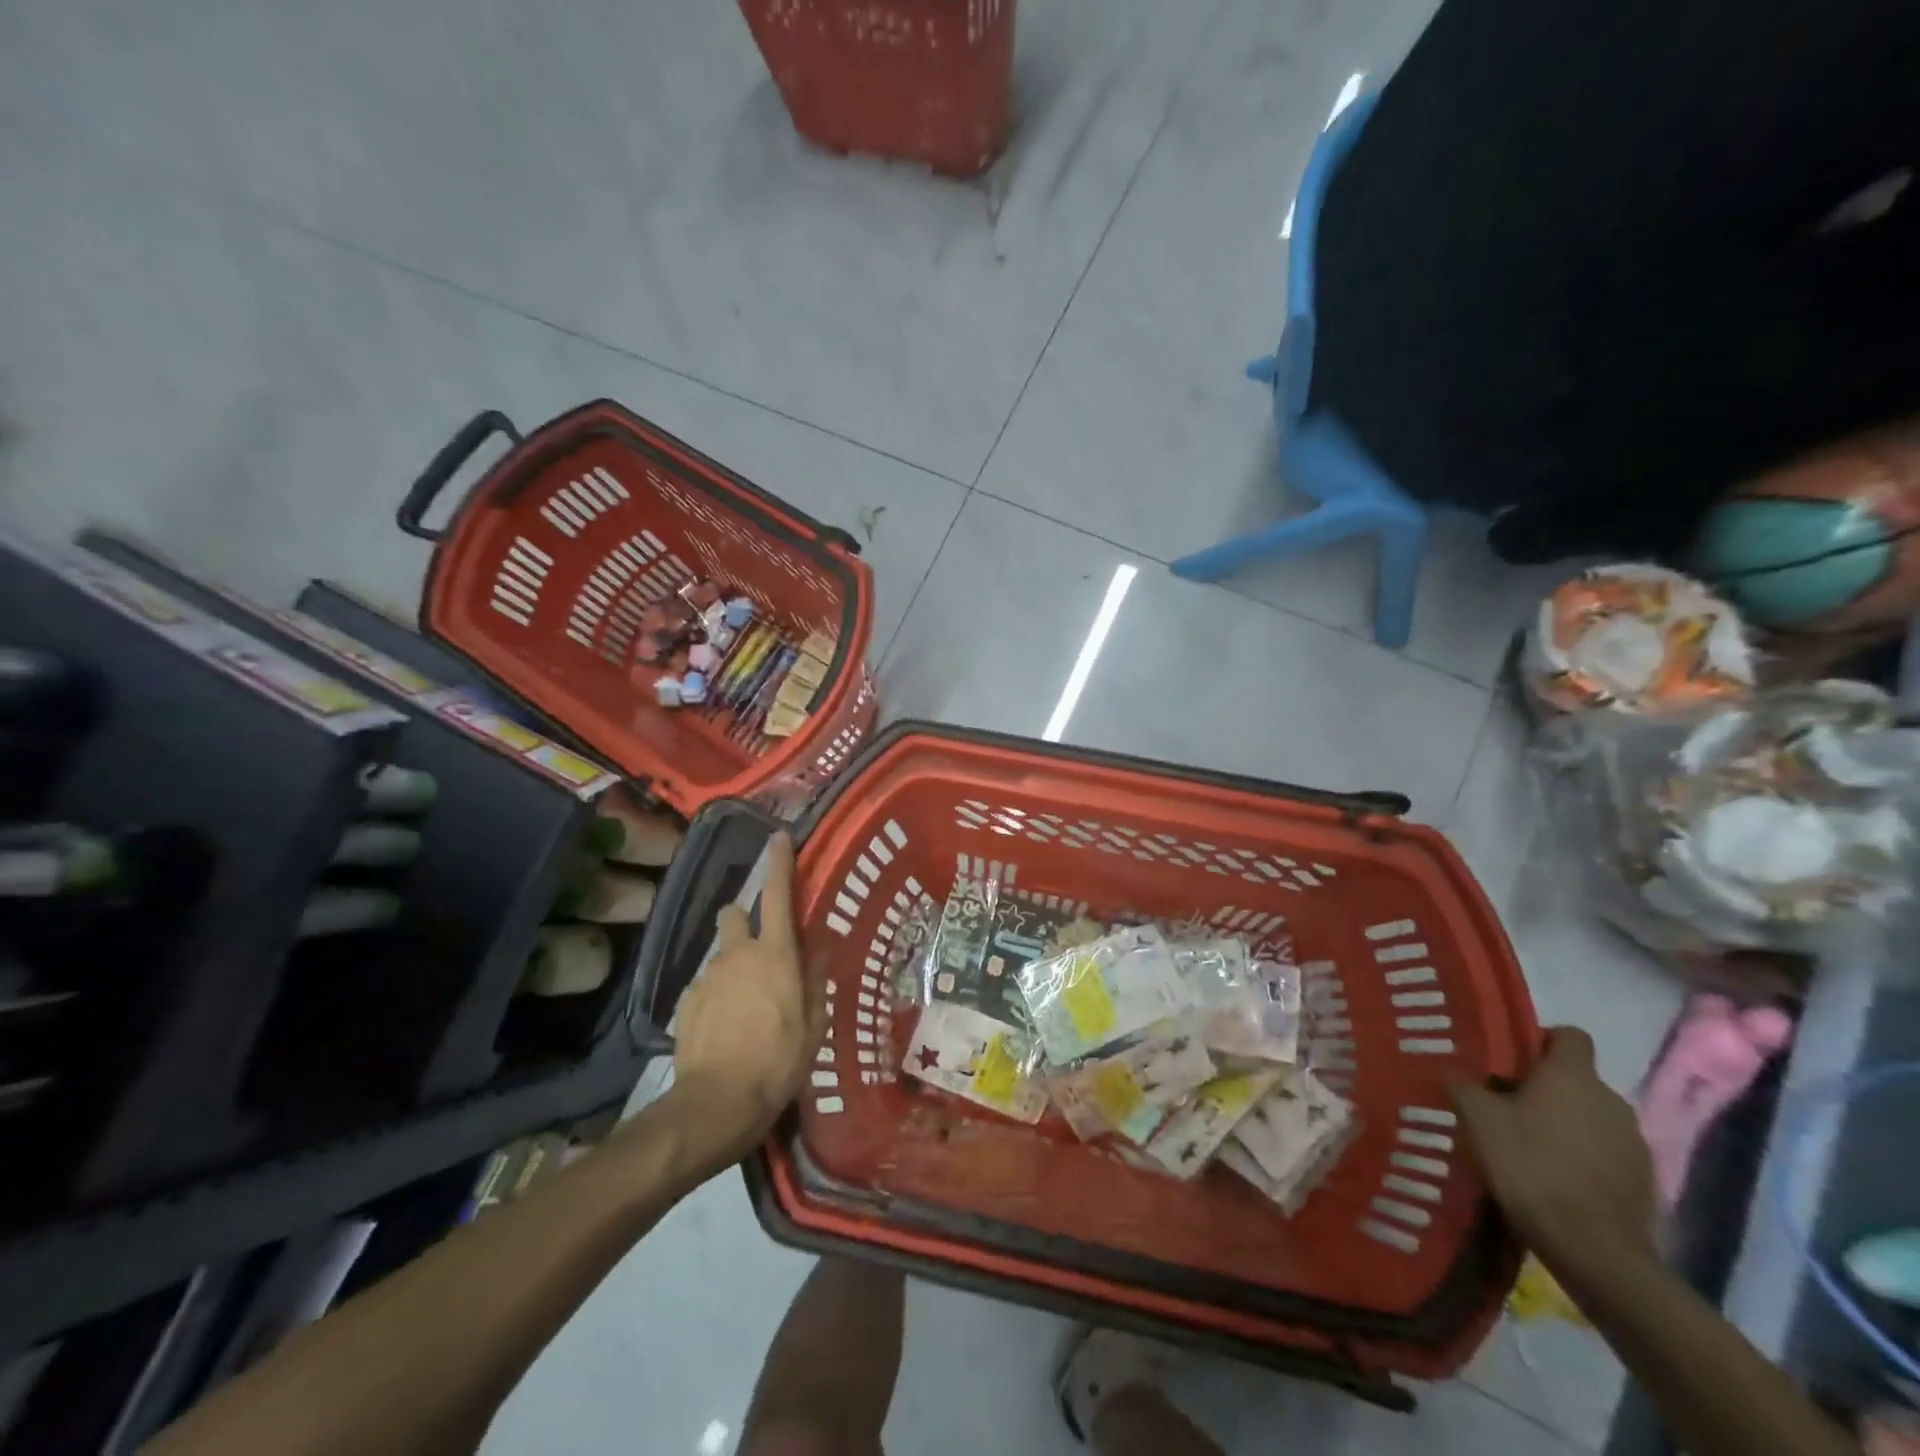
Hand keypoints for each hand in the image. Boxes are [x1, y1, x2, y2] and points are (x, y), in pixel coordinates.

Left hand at [668, 832, 824, 1169]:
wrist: (717, 1103)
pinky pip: (707, 983)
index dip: (779, 863)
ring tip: (745, 1002)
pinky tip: (725, 1025)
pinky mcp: (687, 1001)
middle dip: (743, 919)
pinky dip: (717, 993)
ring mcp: (707, 976)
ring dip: (733, 963)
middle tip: (759, 949)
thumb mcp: (814, 1023)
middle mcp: (738, 954)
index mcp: (775, 954)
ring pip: (721, 953)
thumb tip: (819, 943)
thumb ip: (815, 977)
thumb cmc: (778, 1061)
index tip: (779, 838)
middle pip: (734, 914)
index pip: (776, 895)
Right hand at [1449, 1027, 1657, 1271]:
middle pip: (1576, 1079)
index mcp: (1573, 1076)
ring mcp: (1634, 1143)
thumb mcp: (1477, 1118)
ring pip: (1592, 1117)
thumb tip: (1448, 1068)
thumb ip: (1462, 1084)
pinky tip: (1554, 1179)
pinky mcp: (1644, 1181)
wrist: (1594, 1249)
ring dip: (1565, 1124)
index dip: (1540, 1040)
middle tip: (1505, 1106)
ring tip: (1528, 1146)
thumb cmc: (1530, 1165)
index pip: (1569, 1035)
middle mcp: (1611, 1099)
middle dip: (1545, 1088)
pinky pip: (1607, 1153)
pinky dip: (1583, 1158)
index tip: (1511, 1060)